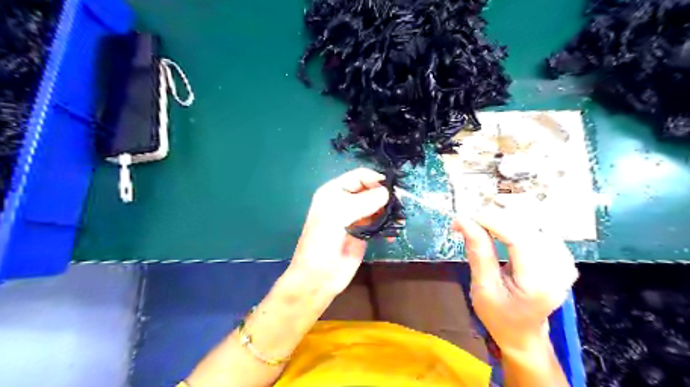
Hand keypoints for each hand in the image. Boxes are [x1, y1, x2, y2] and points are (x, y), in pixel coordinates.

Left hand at [289, 168, 390, 294]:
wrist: (318, 277)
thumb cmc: (322, 242)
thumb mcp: (339, 216)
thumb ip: (364, 201)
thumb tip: (387, 192)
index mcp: (335, 192)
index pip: (359, 176)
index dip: (375, 179)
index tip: (393, 188)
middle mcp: (345, 202)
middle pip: (370, 190)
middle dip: (385, 195)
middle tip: (399, 205)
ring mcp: (355, 218)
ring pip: (377, 207)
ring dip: (389, 211)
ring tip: (399, 220)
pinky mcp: (364, 233)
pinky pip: (379, 224)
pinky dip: (388, 226)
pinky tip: (392, 234)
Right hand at [454, 206, 577, 352]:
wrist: (524, 332)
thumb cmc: (499, 315)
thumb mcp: (482, 289)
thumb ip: (477, 252)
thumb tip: (462, 220)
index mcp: (540, 283)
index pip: (519, 238)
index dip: (491, 220)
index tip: (465, 216)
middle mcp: (560, 267)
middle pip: (529, 223)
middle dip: (497, 213)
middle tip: (471, 217)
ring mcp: (565, 258)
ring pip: (536, 217)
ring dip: (507, 211)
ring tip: (482, 217)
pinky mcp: (561, 252)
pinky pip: (539, 223)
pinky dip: (517, 217)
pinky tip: (500, 221)